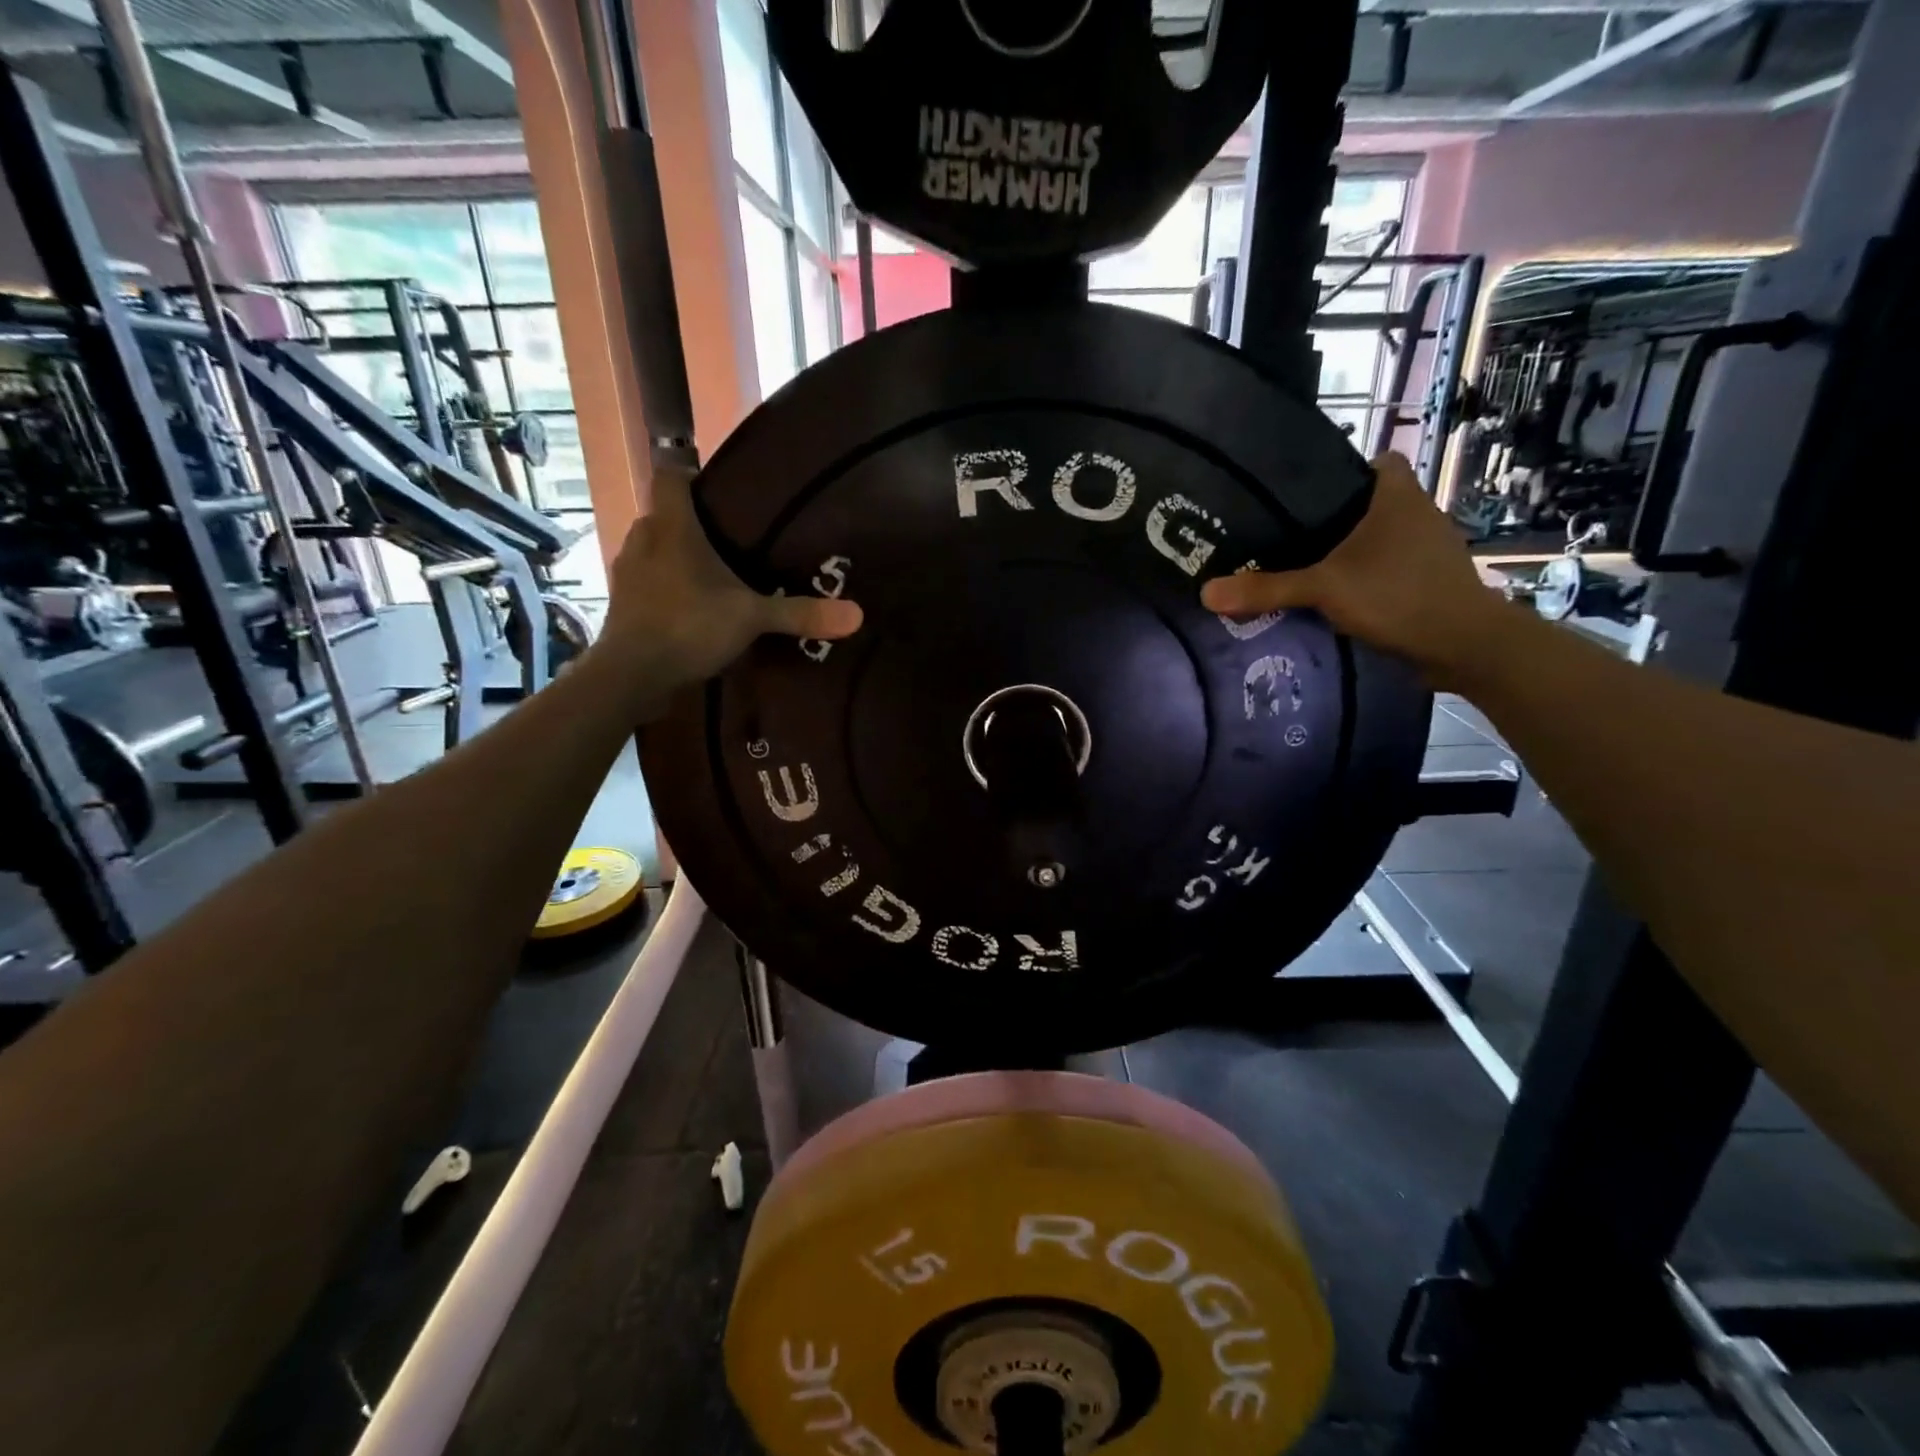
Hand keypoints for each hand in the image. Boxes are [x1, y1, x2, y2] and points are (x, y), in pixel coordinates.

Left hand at [596, 464, 862, 698]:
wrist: (631, 676)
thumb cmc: (688, 627)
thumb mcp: (751, 618)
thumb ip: (800, 613)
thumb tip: (857, 614)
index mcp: (672, 528)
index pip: (670, 476)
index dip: (689, 472)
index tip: (717, 487)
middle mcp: (643, 540)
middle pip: (664, 514)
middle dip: (691, 522)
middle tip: (729, 538)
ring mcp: (627, 573)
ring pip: (653, 549)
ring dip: (675, 556)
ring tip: (712, 574)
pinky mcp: (623, 604)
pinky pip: (647, 581)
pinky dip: (666, 587)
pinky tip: (690, 607)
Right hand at [1201, 452, 1503, 683]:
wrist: (1463, 645)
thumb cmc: (1398, 596)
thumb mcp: (1324, 589)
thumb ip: (1267, 589)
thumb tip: (1205, 592)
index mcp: (1398, 496)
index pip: (1378, 462)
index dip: (1347, 472)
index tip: (1309, 495)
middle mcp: (1418, 514)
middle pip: (1372, 503)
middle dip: (1337, 518)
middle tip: (1289, 535)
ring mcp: (1428, 550)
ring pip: (1381, 539)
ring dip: (1352, 552)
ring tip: (1306, 567)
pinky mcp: (1430, 582)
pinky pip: (1389, 569)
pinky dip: (1367, 579)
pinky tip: (1338, 598)